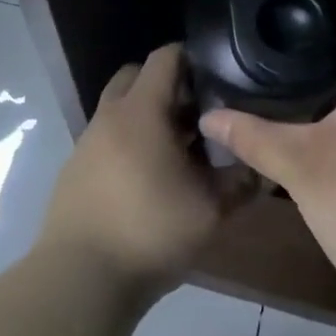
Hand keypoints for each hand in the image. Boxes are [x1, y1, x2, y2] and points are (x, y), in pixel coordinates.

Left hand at [38, 44, 249, 296]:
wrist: (81, 279)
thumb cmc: (150, 231)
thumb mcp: (210, 210)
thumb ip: (240, 182)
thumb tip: (260, 167)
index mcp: (141, 110)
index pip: (165, 56)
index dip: (194, 59)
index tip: (218, 78)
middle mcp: (110, 116)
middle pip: (137, 76)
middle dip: (167, 85)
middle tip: (196, 114)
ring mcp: (87, 142)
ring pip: (119, 109)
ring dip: (147, 117)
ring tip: (177, 152)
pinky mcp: (74, 169)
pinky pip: (106, 139)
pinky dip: (128, 143)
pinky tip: (147, 180)